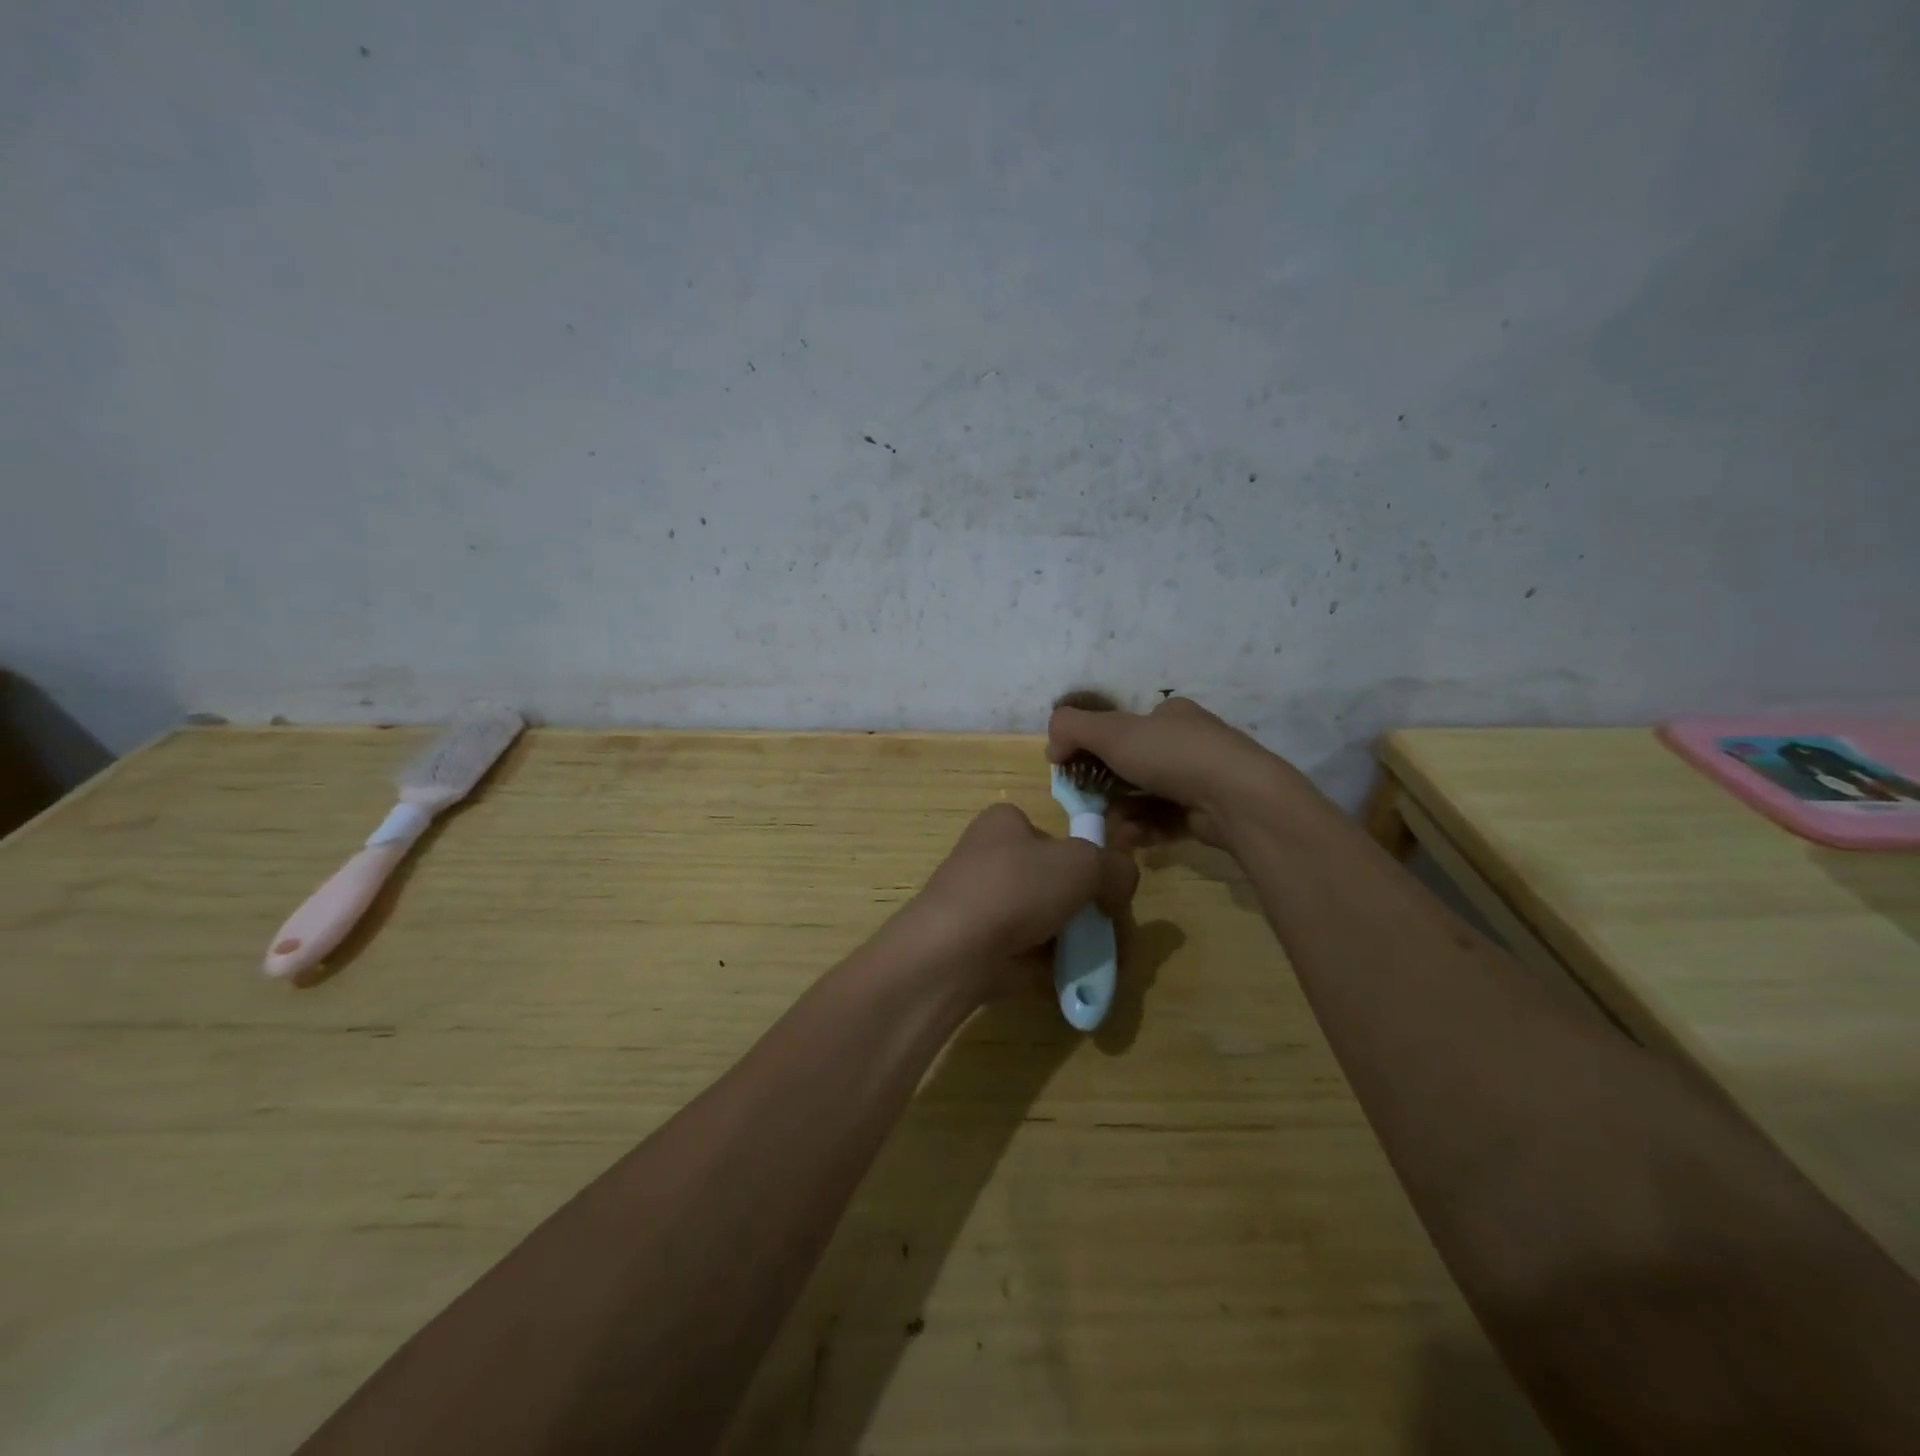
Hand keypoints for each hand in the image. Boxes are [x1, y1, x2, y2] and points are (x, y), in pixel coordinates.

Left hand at [896, 802, 1137, 999]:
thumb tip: (1122, 884)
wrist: (956, 950)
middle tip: (1116, 935)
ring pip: (1048, 917)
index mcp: (1005, 823)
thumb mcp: (1082, 864)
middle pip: (1057, 880)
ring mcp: (985, 902)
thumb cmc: (1017, 888)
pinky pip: (1032, 948)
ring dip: (1078, 938)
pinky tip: (1079, 975)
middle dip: (1091, 909)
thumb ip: (1116, 867)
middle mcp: (991, 856)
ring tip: (1104, 960)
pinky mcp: (983, 943)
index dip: (1089, 861)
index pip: (1057, 836)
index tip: (1110, 891)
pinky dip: (1056, 961)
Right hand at [1046, 696, 1314, 848]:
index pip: (1125, 727)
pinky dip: (1146, 829)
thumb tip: (1053, 746)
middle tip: (1092, 805)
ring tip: (1112, 829)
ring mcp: (1203, 779)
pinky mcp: (1210, 813)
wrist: (1236, 798)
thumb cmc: (1171, 756)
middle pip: (1135, 765)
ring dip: (1124, 813)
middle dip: (1109, 788)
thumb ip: (1072, 728)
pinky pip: (1166, 820)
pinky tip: (1132, 840)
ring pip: (1148, 797)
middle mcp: (1189, 742)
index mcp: (1171, 716)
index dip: (1096, 747)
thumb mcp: (1111, 731)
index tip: (1077, 770)